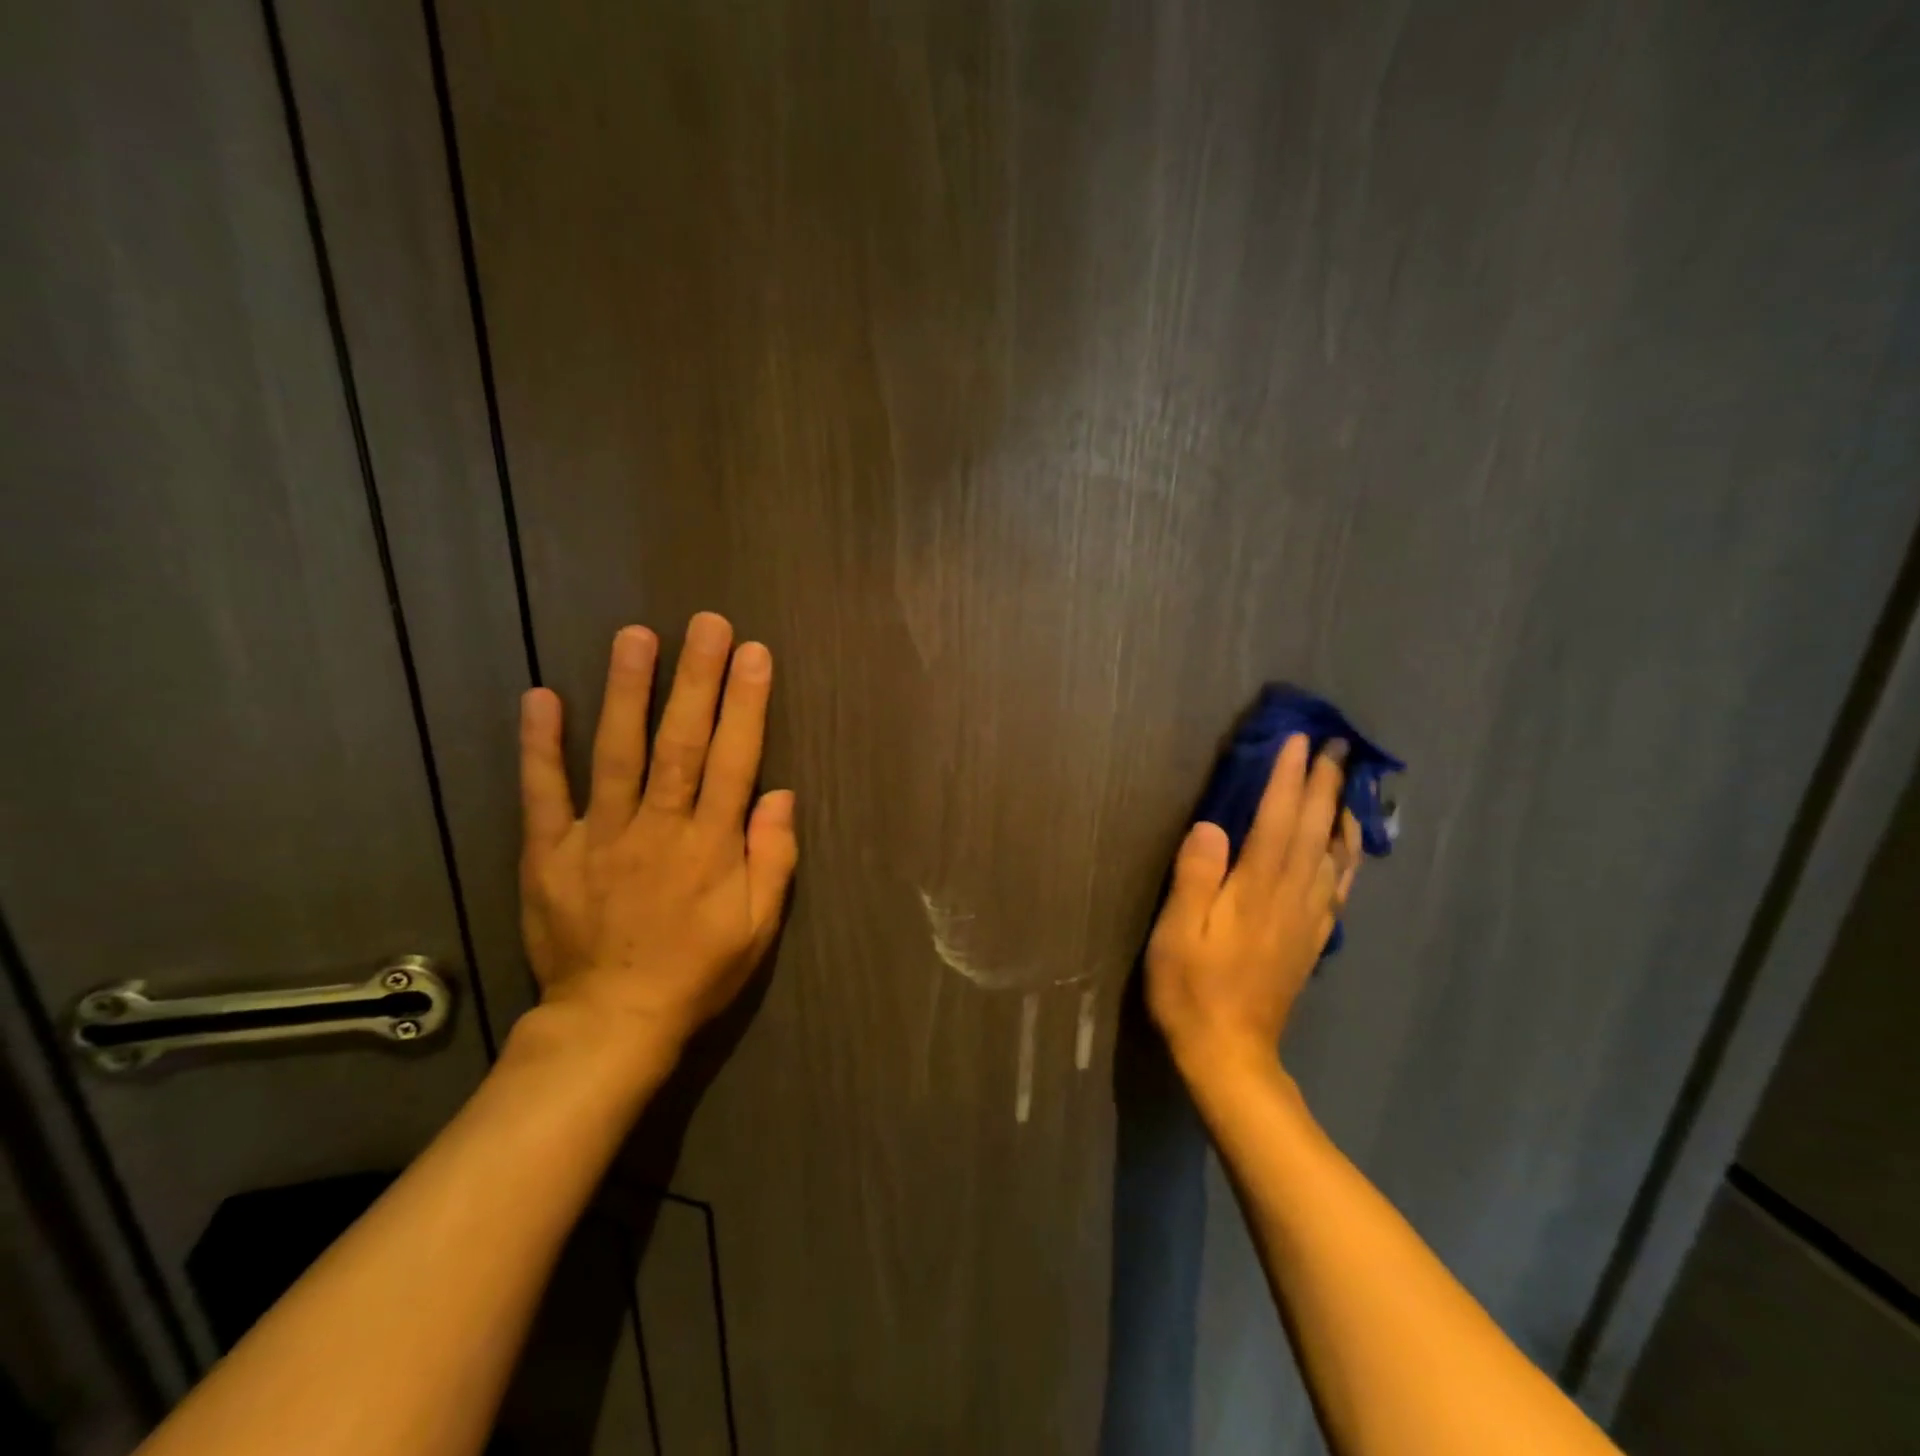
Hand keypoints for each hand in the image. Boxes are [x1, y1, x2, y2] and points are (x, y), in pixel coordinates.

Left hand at [516, 612, 798, 1060]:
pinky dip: (540, 746)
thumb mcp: (759, 927)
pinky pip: (543, 793)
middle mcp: (658, 829)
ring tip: (636, 637)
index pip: (734, 760)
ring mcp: (598, 837)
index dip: (746, 704)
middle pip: (680, 743)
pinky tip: (541, 697)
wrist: (612, 1022)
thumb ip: (774, 858)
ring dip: (627, 692)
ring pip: (617, 754)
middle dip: (697, 680)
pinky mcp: (549, 853)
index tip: (753, 654)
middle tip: (706, 624)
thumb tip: (780, 793)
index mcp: (711, 847)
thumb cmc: (697, 971)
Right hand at [1146, 734, 1360, 1076]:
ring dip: (1341, 812)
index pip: (1276, 821)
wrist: (1230, 1052)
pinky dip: (1348, 856)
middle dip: (1324, 785)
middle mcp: (1291, 897)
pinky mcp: (1311, 938)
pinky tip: (1350, 844)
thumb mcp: (1176, 934)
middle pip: (1313, 830)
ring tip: (1350, 781)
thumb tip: (1211, 826)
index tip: (1298, 740)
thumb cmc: (1190, 989)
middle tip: (1337, 745)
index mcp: (1256, 890)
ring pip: (1333, 854)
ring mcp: (1307, 919)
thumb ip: (1195, 878)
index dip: (1287, 779)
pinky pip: (1338, 886)